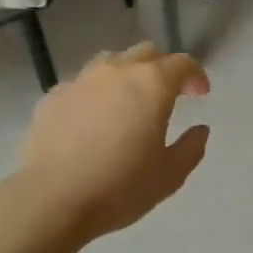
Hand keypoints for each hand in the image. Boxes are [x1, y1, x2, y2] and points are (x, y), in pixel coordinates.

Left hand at [17, 42, 211, 240]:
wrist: (51, 199)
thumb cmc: (120, 187)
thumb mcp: (170, 175)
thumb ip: (191, 147)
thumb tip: (199, 130)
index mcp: (151, 84)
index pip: (182, 63)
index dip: (195, 76)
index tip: (200, 95)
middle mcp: (116, 71)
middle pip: (147, 53)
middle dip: (163, 68)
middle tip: (169, 94)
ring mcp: (81, 81)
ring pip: (111, 62)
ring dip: (128, 74)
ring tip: (129, 101)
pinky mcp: (53, 96)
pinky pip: (82, 84)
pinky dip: (96, 94)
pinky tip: (94, 119)